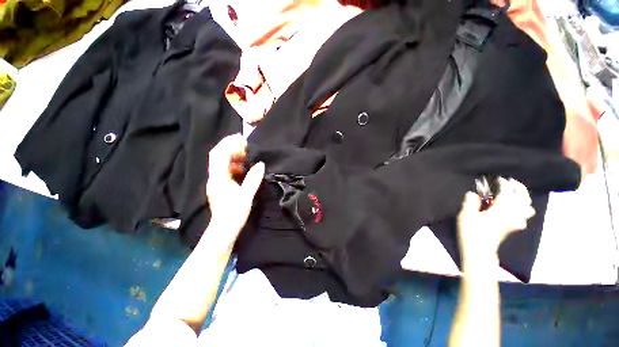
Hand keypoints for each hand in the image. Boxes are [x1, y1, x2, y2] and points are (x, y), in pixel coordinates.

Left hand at [206, 134, 264, 235]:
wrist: (223, 230)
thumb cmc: (234, 213)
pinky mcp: (220, 186)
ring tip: (246, 154)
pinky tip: (243, 168)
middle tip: (245, 144)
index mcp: (219, 178)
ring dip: (232, 155)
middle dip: (229, 147)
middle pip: (217, 156)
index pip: (219, 155)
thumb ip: (253, 179)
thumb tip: (260, 164)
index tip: (242, 139)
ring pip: (221, 163)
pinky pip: (225, 170)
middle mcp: (214, 178)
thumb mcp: (246, 196)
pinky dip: (233, 164)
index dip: (229, 144)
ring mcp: (216, 182)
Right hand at [457, 178, 535, 263]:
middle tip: (511, 182)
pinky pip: (524, 215)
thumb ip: (470, 202)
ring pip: (527, 207)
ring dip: (523, 199)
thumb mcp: (466, 215)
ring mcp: (516, 222)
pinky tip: (514, 209)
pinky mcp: (514, 228)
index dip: (503, 183)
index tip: (498, 179)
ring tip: (515, 194)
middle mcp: (513, 214)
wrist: (479, 251)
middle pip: (523, 198)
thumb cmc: (471, 232)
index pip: (507, 192)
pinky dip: (522, 209)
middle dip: (518, 188)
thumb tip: (472, 194)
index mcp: (501, 209)